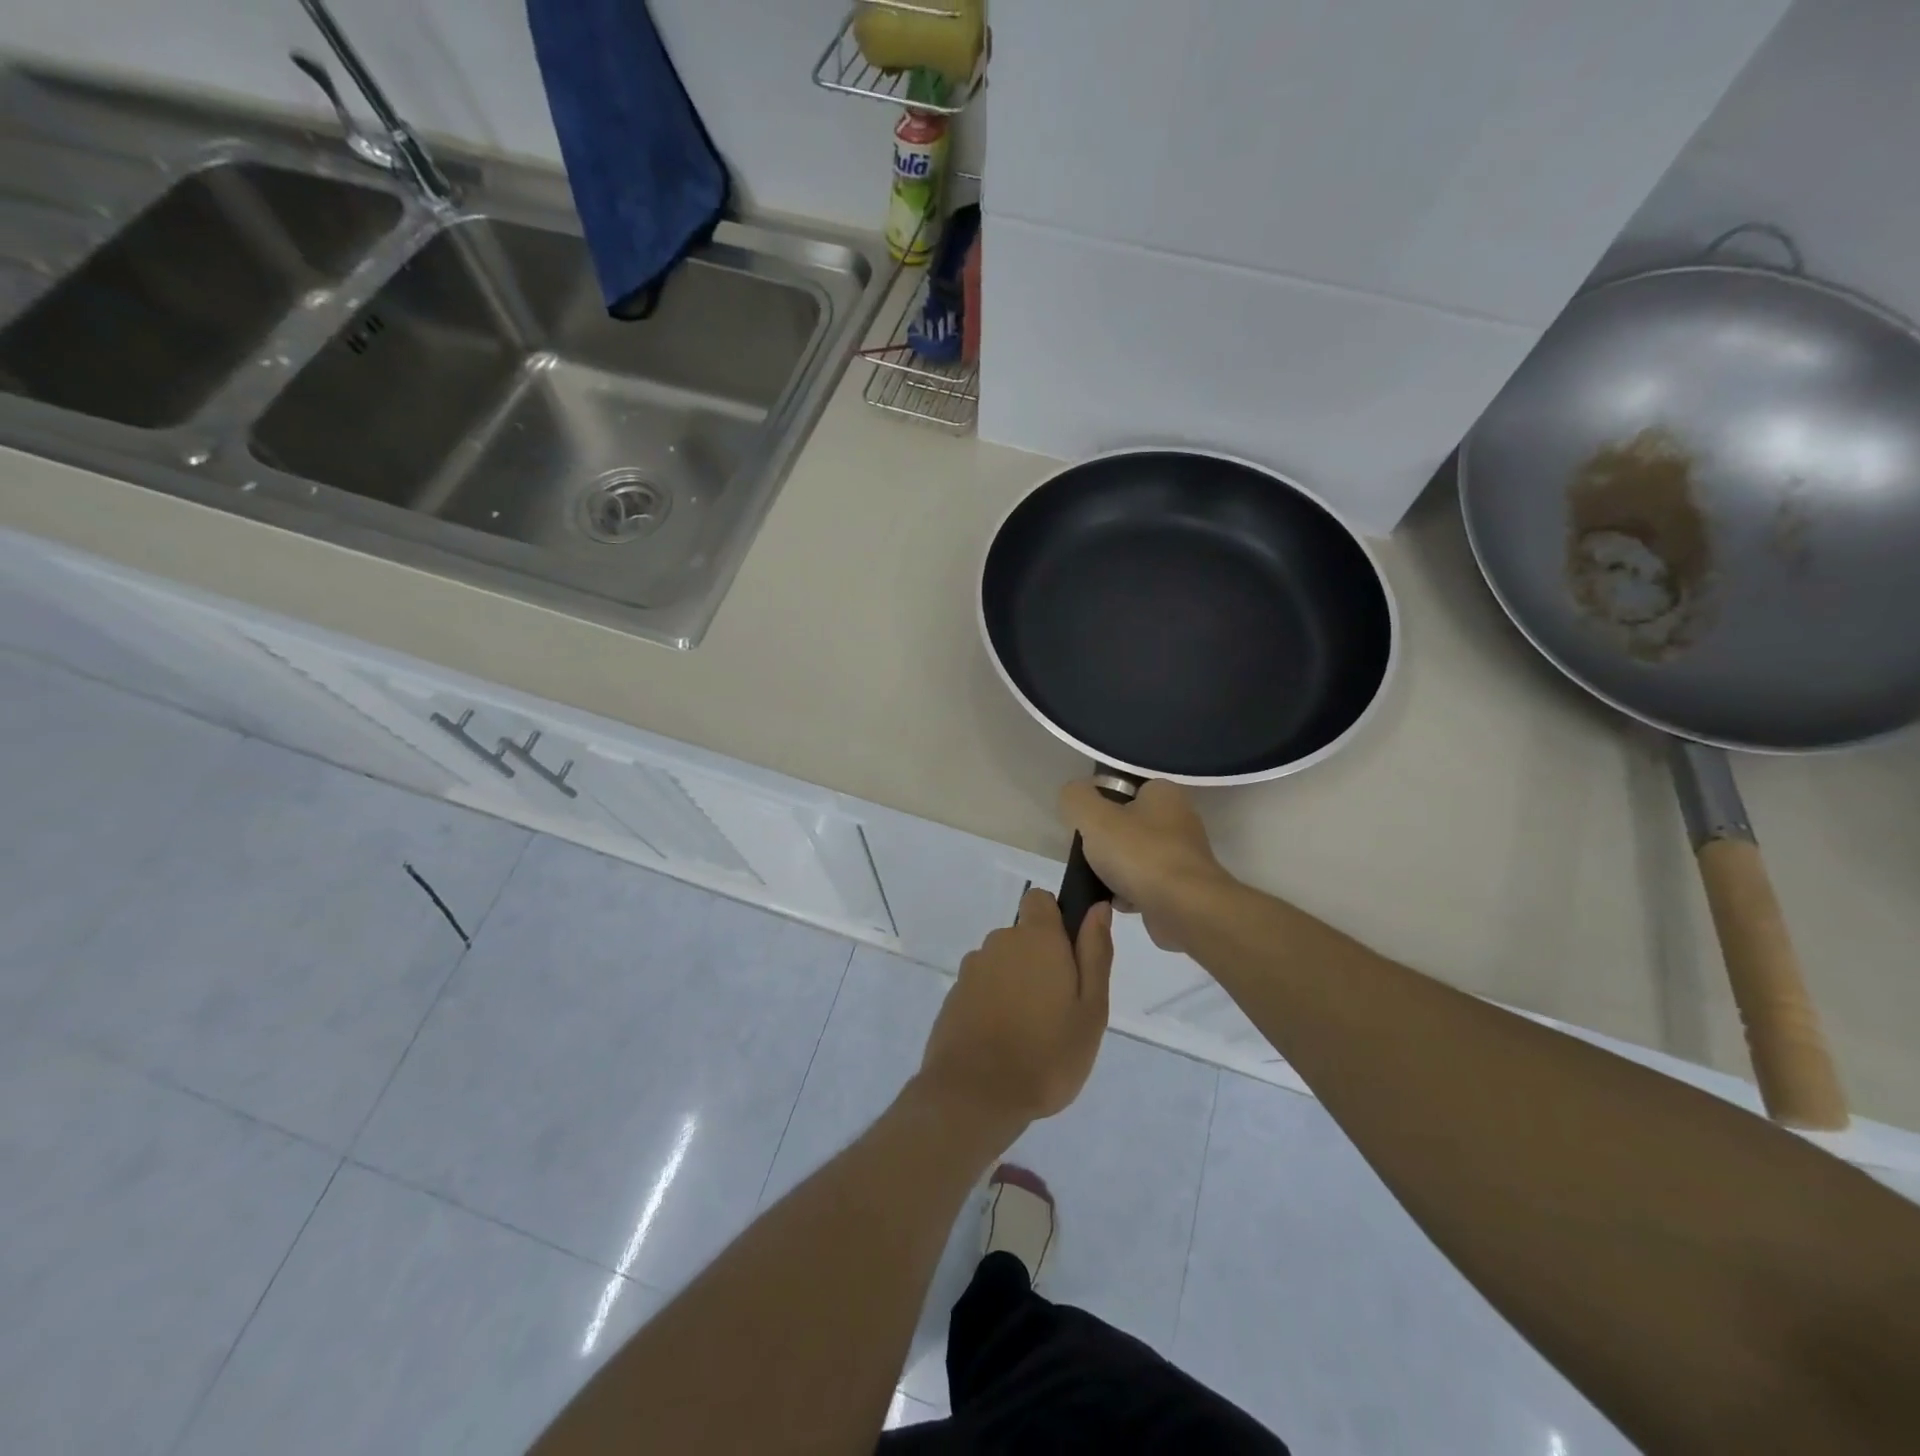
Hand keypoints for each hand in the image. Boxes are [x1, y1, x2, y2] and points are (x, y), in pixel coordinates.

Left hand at [916, 889, 1113, 1128]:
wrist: (974, 1095)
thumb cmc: (1047, 1054)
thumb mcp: (1091, 1009)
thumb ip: (1094, 953)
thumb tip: (1097, 908)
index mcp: (1036, 939)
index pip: (1040, 900)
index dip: (1056, 921)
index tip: (1069, 957)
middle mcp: (999, 943)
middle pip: (1023, 937)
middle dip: (1039, 961)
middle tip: (1059, 1009)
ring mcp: (971, 970)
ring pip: (1002, 964)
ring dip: (1016, 984)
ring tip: (1030, 1032)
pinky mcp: (953, 997)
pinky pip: (982, 988)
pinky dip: (993, 1004)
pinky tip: (1003, 1041)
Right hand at [1059, 779, 1234, 952]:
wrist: (1185, 909)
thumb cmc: (1139, 854)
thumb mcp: (1093, 816)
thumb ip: (1075, 798)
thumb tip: (1073, 795)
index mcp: (1164, 793)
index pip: (1123, 790)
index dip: (1099, 805)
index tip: (1083, 825)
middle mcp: (1179, 819)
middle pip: (1126, 826)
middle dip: (1105, 843)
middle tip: (1088, 856)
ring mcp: (1183, 856)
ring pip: (1134, 857)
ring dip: (1114, 871)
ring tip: (1100, 882)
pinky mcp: (1183, 888)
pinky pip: (1145, 885)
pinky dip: (1129, 893)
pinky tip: (1118, 902)